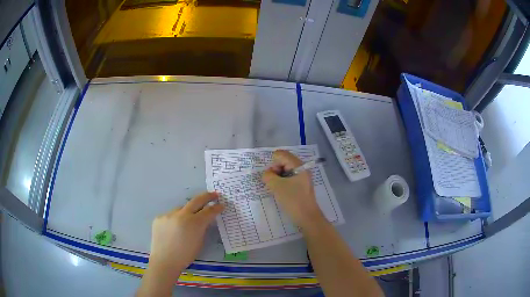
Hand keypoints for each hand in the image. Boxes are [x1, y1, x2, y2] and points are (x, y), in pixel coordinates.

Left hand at [148, 192, 223, 277]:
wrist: (164, 261)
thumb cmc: (185, 255)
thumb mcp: (199, 242)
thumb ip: (202, 228)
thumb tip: (203, 220)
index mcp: (194, 223)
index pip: (209, 211)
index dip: (217, 207)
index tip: (221, 204)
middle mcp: (181, 215)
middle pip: (196, 200)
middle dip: (207, 196)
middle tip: (214, 194)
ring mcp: (168, 214)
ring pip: (181, 209)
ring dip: (187, 212)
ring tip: (187, 222)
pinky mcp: (159, 217)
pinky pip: (170, 216)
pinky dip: (175, 220)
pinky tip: (174, 230)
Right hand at [262, 150, 323, 228]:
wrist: (307, 216)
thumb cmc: (293, 200)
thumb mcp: (277, 186)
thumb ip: (268, 176)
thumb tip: (267, 174)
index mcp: (298, 165)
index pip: (281, 154)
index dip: (272, 163)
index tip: (271, 176)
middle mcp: (301, 168)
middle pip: (284, 161)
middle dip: (275, 170)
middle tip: (273, 183)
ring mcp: (302, 177)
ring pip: (286, 170)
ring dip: (278, 177)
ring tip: (276, 188)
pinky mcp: (301, 185)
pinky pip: (289, 178)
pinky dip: (282, 182)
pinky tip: (281, 191)